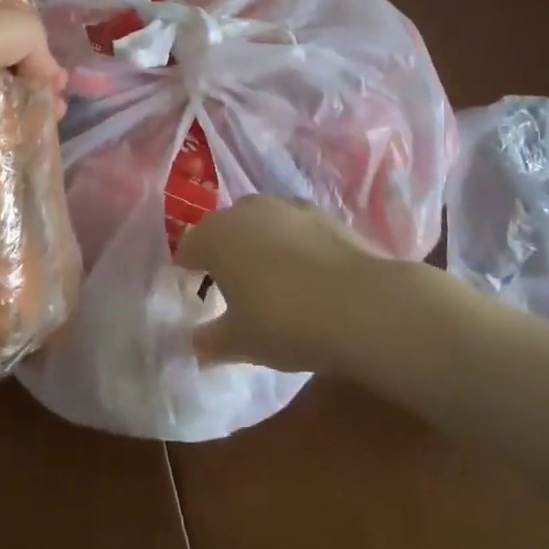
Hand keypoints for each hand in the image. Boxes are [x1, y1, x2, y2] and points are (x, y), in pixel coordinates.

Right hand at [176, 196, 386, 374]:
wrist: (360, 304)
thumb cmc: (284, 322)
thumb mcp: (239, 342)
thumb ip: (210, 340)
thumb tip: (197, 341)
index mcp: (215, 236)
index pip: (188, 247)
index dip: (189, 271)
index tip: (196, 294)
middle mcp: (245, 209)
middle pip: (224, 229)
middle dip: (224, 253)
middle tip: (234, 290)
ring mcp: (285, 205)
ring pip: (260, 222)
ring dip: (258, 244)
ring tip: (272, 280)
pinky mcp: (321, 212)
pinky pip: (293, 226)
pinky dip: (292, 243)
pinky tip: (306, 273)